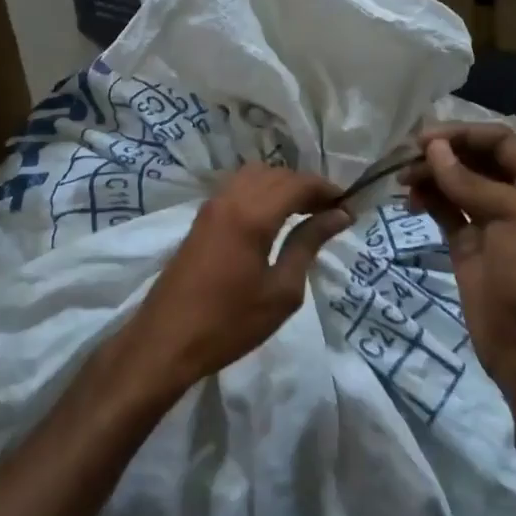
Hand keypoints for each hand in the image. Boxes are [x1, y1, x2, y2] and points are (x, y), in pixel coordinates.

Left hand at [127, 165, 351, 393]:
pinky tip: (272, 219)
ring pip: (253, 176)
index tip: (349, 206)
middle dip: (305, 186)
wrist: (166, 341)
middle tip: (330, 212)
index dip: (326, 189)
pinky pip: (236, 189)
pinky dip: (260, 192)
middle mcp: (229, 199)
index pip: (297, 184)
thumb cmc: (230, 323)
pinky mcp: (200, 220)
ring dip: (281, 186)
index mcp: (252, 215)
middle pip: (275, 174)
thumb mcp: (281, 291)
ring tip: (304, 213)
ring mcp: (210, 207)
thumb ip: (308, 245)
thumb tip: (338, 216)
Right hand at [401, 123, 515, 384]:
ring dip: (431, 176)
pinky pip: (446, 208)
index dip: (462, 135)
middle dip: (442, 155)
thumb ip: (468, 181)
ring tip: (403, 181)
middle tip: (405, 159)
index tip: (424, 139)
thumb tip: (432, 148)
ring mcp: (492, 218)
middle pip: (475, 159)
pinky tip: (410, 200)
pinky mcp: (469, 240)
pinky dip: (428, 199)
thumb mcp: (509, 216)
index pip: (500, 141)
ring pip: (457, 182)